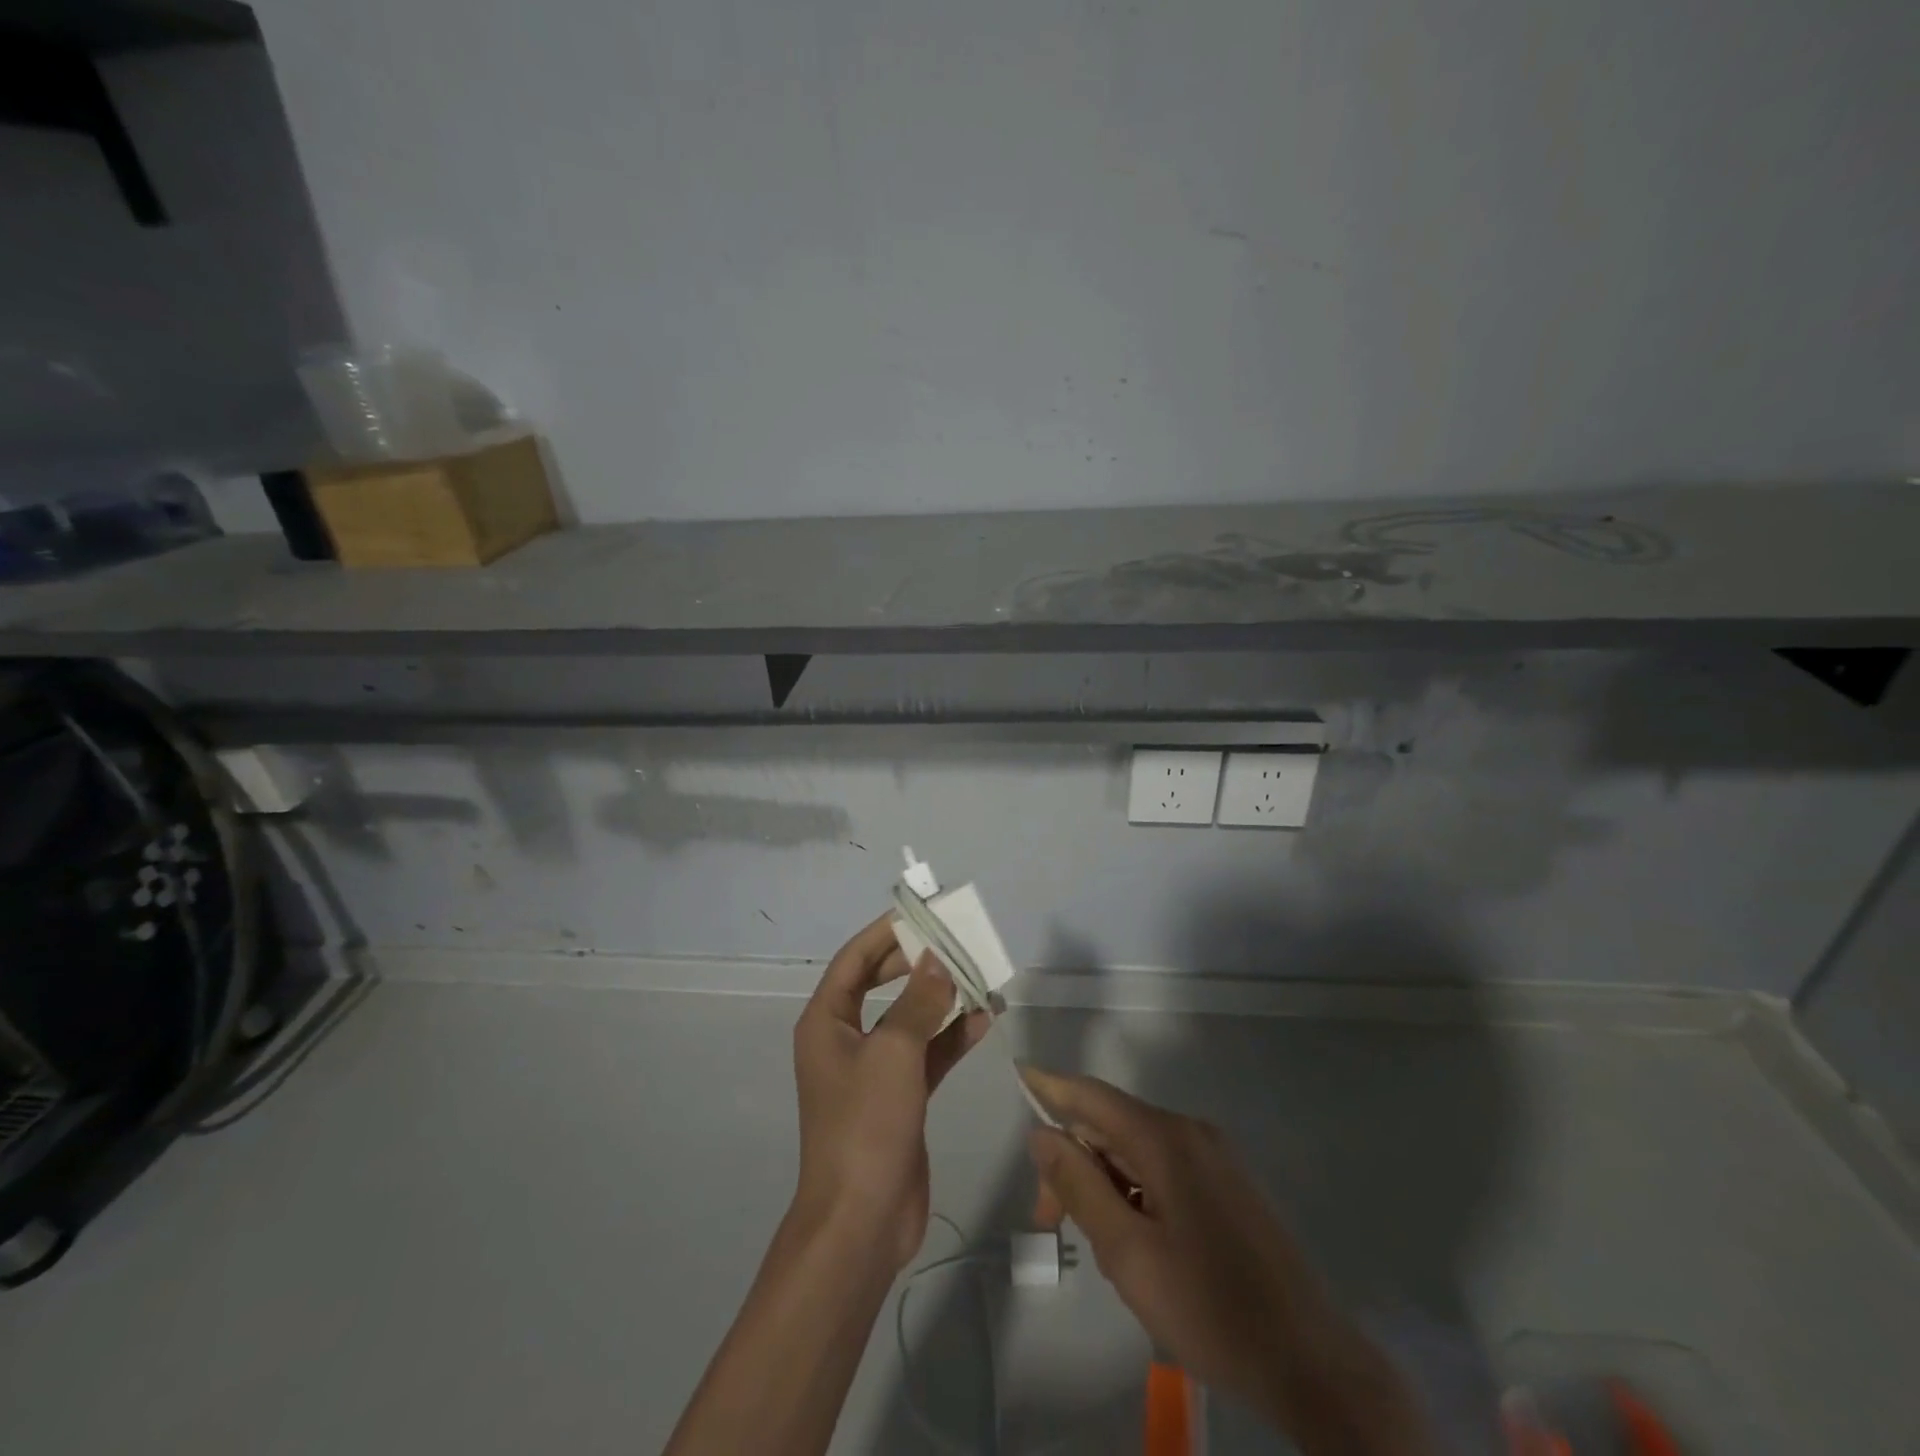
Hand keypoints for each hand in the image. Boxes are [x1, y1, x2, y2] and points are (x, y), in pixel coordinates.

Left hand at [791, 916, 990, 1270]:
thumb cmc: (865, 1125)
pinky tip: (983, 1021)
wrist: (862, 1221)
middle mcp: (846, 1039)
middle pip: (882, 985)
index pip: (854, 960)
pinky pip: (927, 1054)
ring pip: (910, 1019)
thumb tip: (937, 959)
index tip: (921, 913)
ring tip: (980, 977)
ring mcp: (874, 1070)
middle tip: (955, 942)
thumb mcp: (894, 1052)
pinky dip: (951, 1038)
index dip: (885, 933)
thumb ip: (919, 1001)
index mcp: (826, 1022)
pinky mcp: (900, 1097)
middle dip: (917, 963)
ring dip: (942, 1000)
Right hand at [1021, 1067, 1435, 1455]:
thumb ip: (1080, 1186)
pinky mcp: (1228, 1184)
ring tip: (1099, 1245)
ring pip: (1137, 1150)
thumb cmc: (1210, 1308)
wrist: (1312, 1364)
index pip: (1091, 1095)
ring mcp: (1214, 1156)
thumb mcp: (1128, 1253)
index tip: (1017, 1075)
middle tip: (1050, 1220)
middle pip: (1112, 1126)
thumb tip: (1042, 1133)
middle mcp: (1190, 1131)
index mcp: (1165, 1138)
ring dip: (1104, 1182)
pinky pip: (1164, 1169)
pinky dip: (1134, 1191)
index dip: (1050, 1086)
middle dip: (1074, 1162)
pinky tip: (1136, 1241)